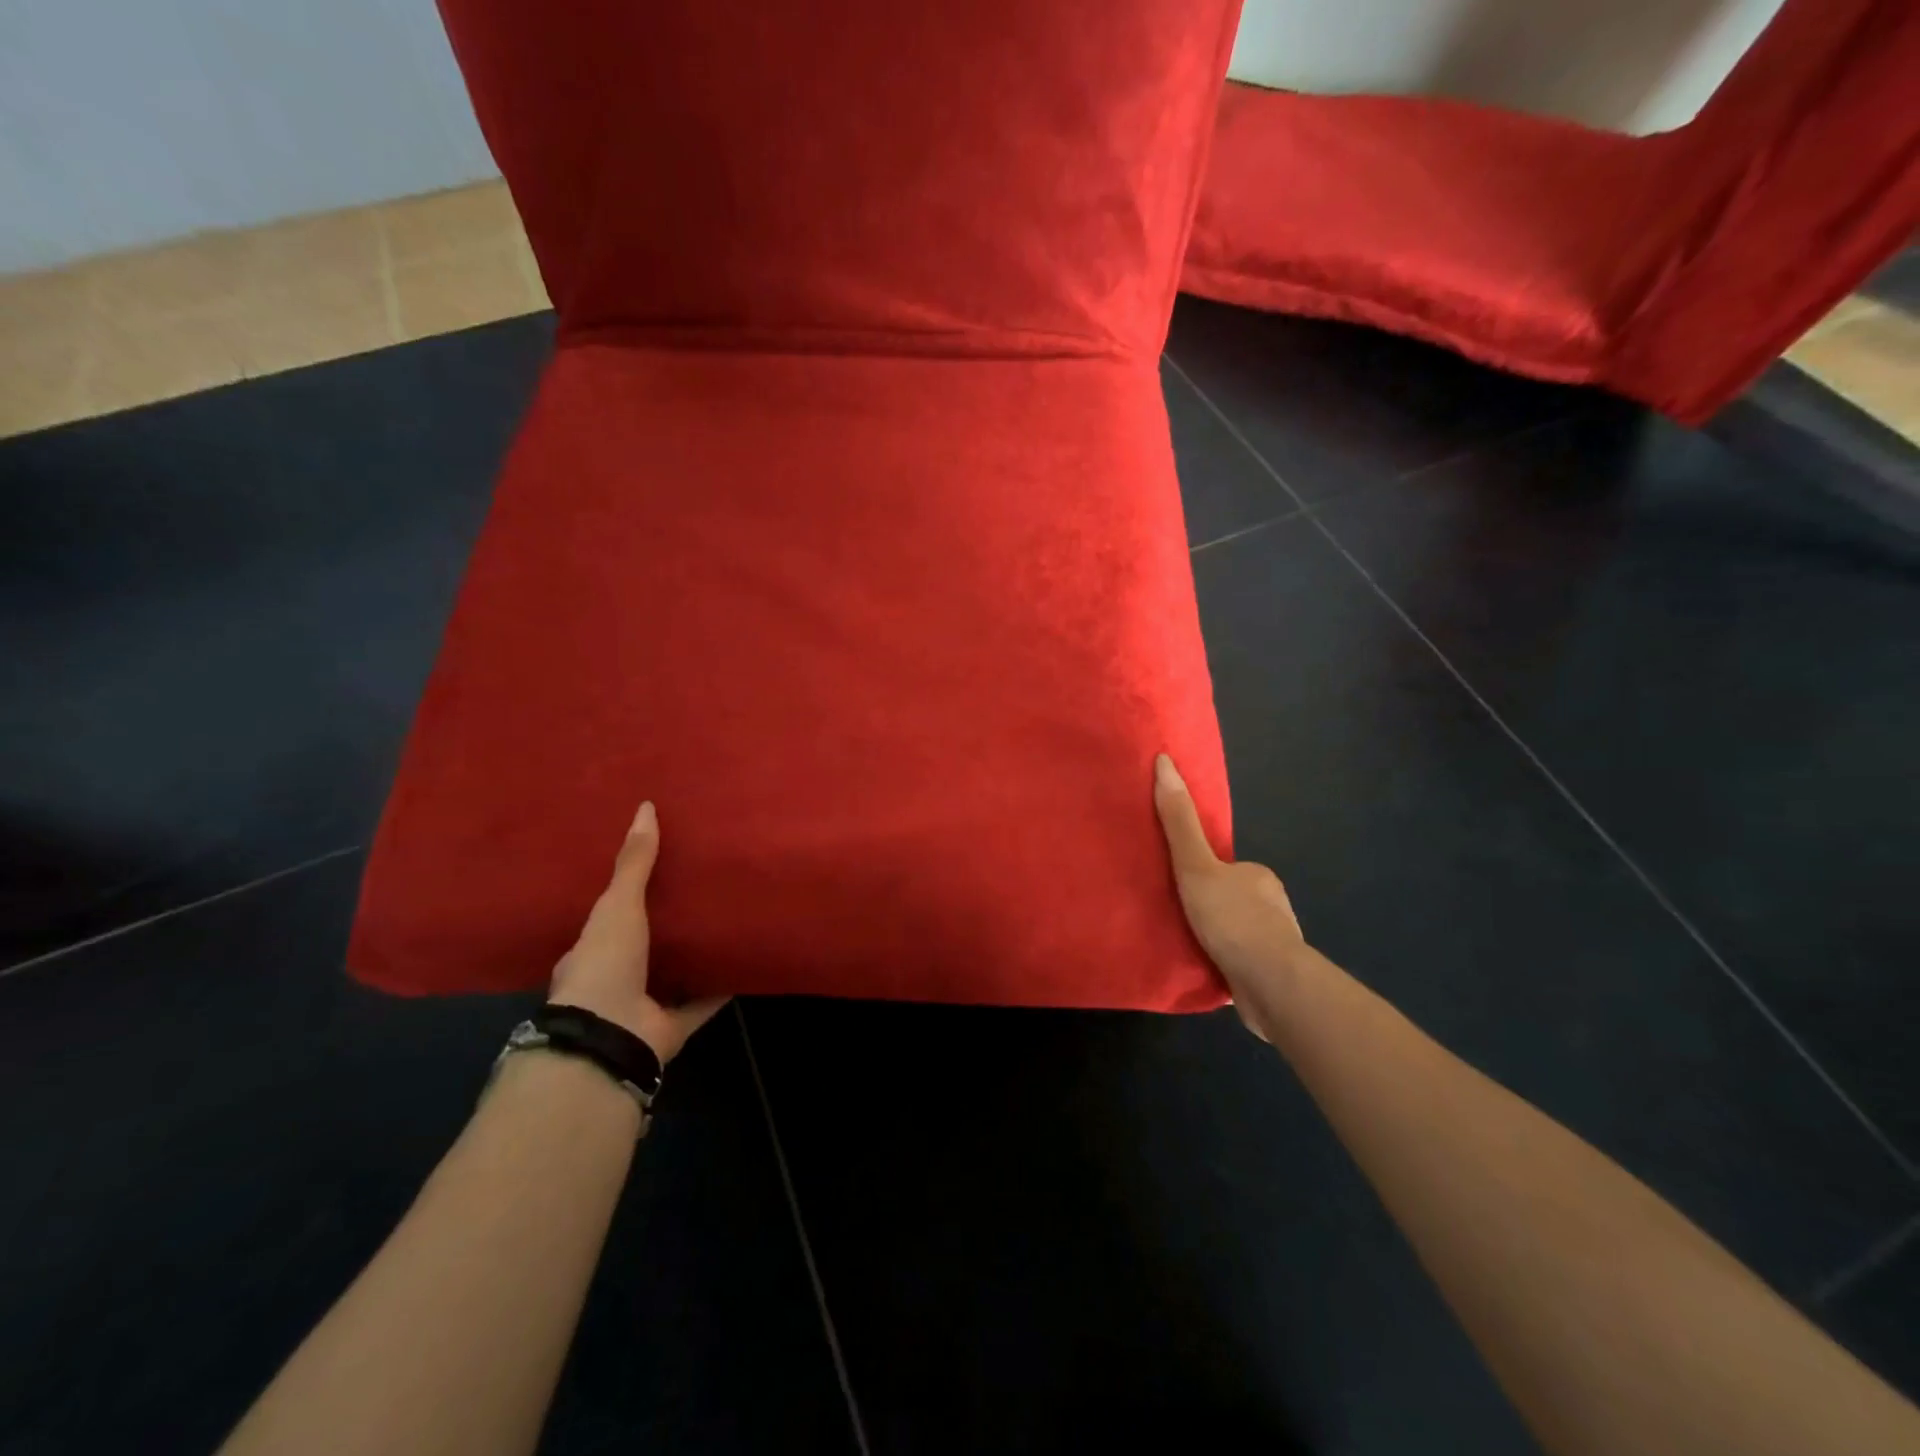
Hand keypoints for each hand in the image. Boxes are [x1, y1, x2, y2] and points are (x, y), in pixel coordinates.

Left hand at [549, 800, 728, 1063]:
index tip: (654, 875)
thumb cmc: (604, 965)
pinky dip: (721, 988)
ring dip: (693, 957)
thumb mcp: (618, 906)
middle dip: (665, 927)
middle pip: (642, 948)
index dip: (626, 898)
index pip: (606, 921)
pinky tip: (744, 966)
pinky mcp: (671, 1028)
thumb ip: (634, 863)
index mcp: (590, 954)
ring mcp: (642, 1008)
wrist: (610, 1038)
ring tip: (723, 926)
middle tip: (697, 894)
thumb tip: (646, 807)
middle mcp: (614, 981)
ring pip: (672, 976)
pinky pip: (702, 1003)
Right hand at [1153, 754, 1307, 1031]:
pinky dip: (1223, 964)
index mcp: (1257, 876)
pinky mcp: (1271, 977)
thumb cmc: (1232, 918)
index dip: (1201, 874)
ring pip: (1236, 933)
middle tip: (1173, 916)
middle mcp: (1271, 905)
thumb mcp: (1195, 865)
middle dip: (1208, 907)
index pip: (1224, 868)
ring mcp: (1275, 943)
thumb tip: (1164, 761)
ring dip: (1215, 938)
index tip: (1180, 887)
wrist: (1270, 983)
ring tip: (1183, 946)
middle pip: (1230, 899)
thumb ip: (1179, 821)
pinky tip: (1203, 971)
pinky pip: (1239, 963)